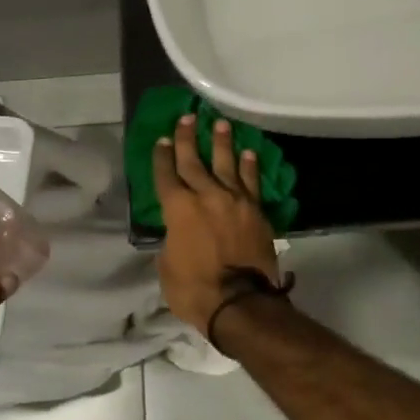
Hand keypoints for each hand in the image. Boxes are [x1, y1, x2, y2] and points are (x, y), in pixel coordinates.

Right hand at [154, 114, 282, 334]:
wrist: (240, 302)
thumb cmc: (194, 289)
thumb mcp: (167, 265)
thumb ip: (172, 239)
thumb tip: (178, 232)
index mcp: (178, 209)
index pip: (166, 175)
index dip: (163, 157)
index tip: (163, 140)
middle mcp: (205, 196)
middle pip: (194, 161)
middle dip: (188, 138)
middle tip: (187, 117)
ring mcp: (234, 201)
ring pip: (226, 164)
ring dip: (222, 143)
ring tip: (221, 124)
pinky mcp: (256, 211)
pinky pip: (251, 182)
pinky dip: (250, 166)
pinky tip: (249, 153)